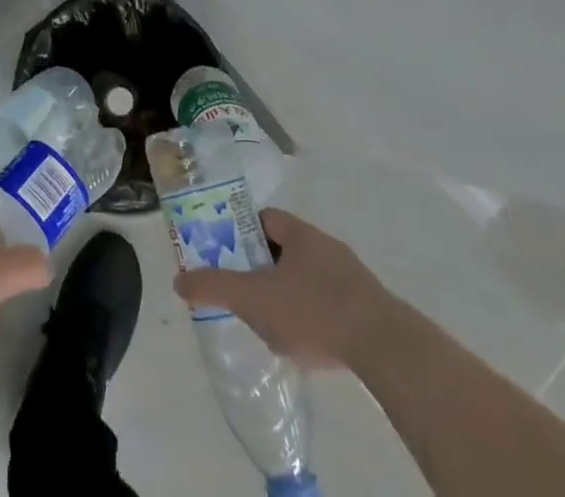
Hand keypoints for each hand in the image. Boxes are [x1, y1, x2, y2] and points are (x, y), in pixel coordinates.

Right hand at [174, 208, 395, 370]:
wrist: (386, 348)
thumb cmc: (313, 310)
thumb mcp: (253, 299)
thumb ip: (214, 287)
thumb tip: (178, 280)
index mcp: (298, 232)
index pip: (262, 217)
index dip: (240, 230)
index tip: (226, 253)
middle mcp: (325, 244)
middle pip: (284, 248)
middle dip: (263, 268)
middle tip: (245, 292)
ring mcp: (351, 275)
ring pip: (307, 276)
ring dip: (289, 294)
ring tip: (274, 324)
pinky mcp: (369, 306)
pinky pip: (330, 302)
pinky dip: (314, 315)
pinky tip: (308, 343)